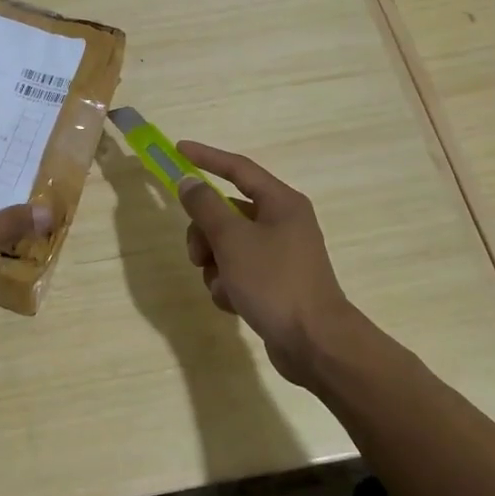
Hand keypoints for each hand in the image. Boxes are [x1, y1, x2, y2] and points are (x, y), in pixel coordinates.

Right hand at [175, 142, 364, 385]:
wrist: (316, 345)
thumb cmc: (274, 282)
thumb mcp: (232, 239)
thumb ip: (205, 206)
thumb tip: (188, 182)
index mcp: (280, 203)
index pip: (237, 168)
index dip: (206, 157)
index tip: (178, 150)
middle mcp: (282, 223)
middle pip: (227, 212)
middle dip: (205, 233)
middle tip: (197, 254)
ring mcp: (279, 254)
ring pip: (228, 244)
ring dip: (214, 264)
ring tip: (221, 285)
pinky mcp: (275, 283)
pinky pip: (238, 271)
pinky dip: (228, 284)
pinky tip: (233, 303)